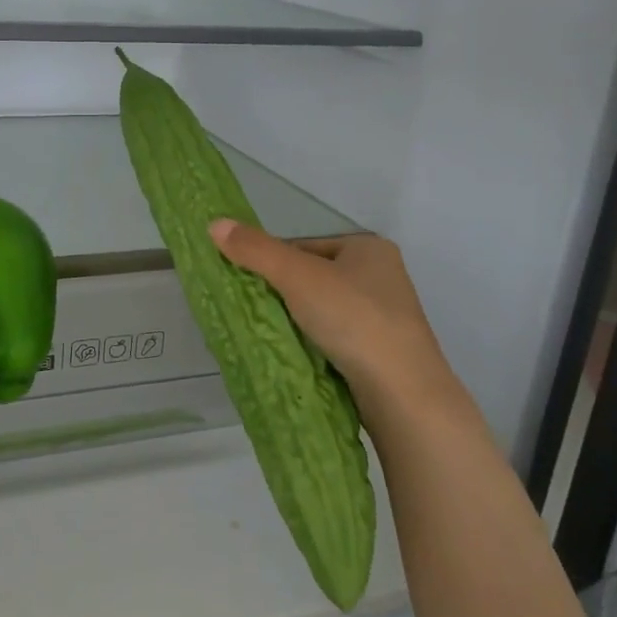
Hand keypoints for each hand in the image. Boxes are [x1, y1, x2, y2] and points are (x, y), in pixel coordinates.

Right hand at [208, 220, 475, 439]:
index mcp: (368, 247)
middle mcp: (381, 275)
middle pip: (311, 276)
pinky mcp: (381, 349)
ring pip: (321, 308)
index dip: (271, 262)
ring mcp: (384, 315)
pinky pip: (334, 336)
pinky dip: (313, 342)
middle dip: (282, 293)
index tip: (247, 285)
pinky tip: (297, 353)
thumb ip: (256, 250)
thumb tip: (214, 223)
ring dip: (295, 320)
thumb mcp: (297, 276)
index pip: (303, 246)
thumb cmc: (353, 319)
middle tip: (253, 312)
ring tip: (271, 335)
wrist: (402, 392)